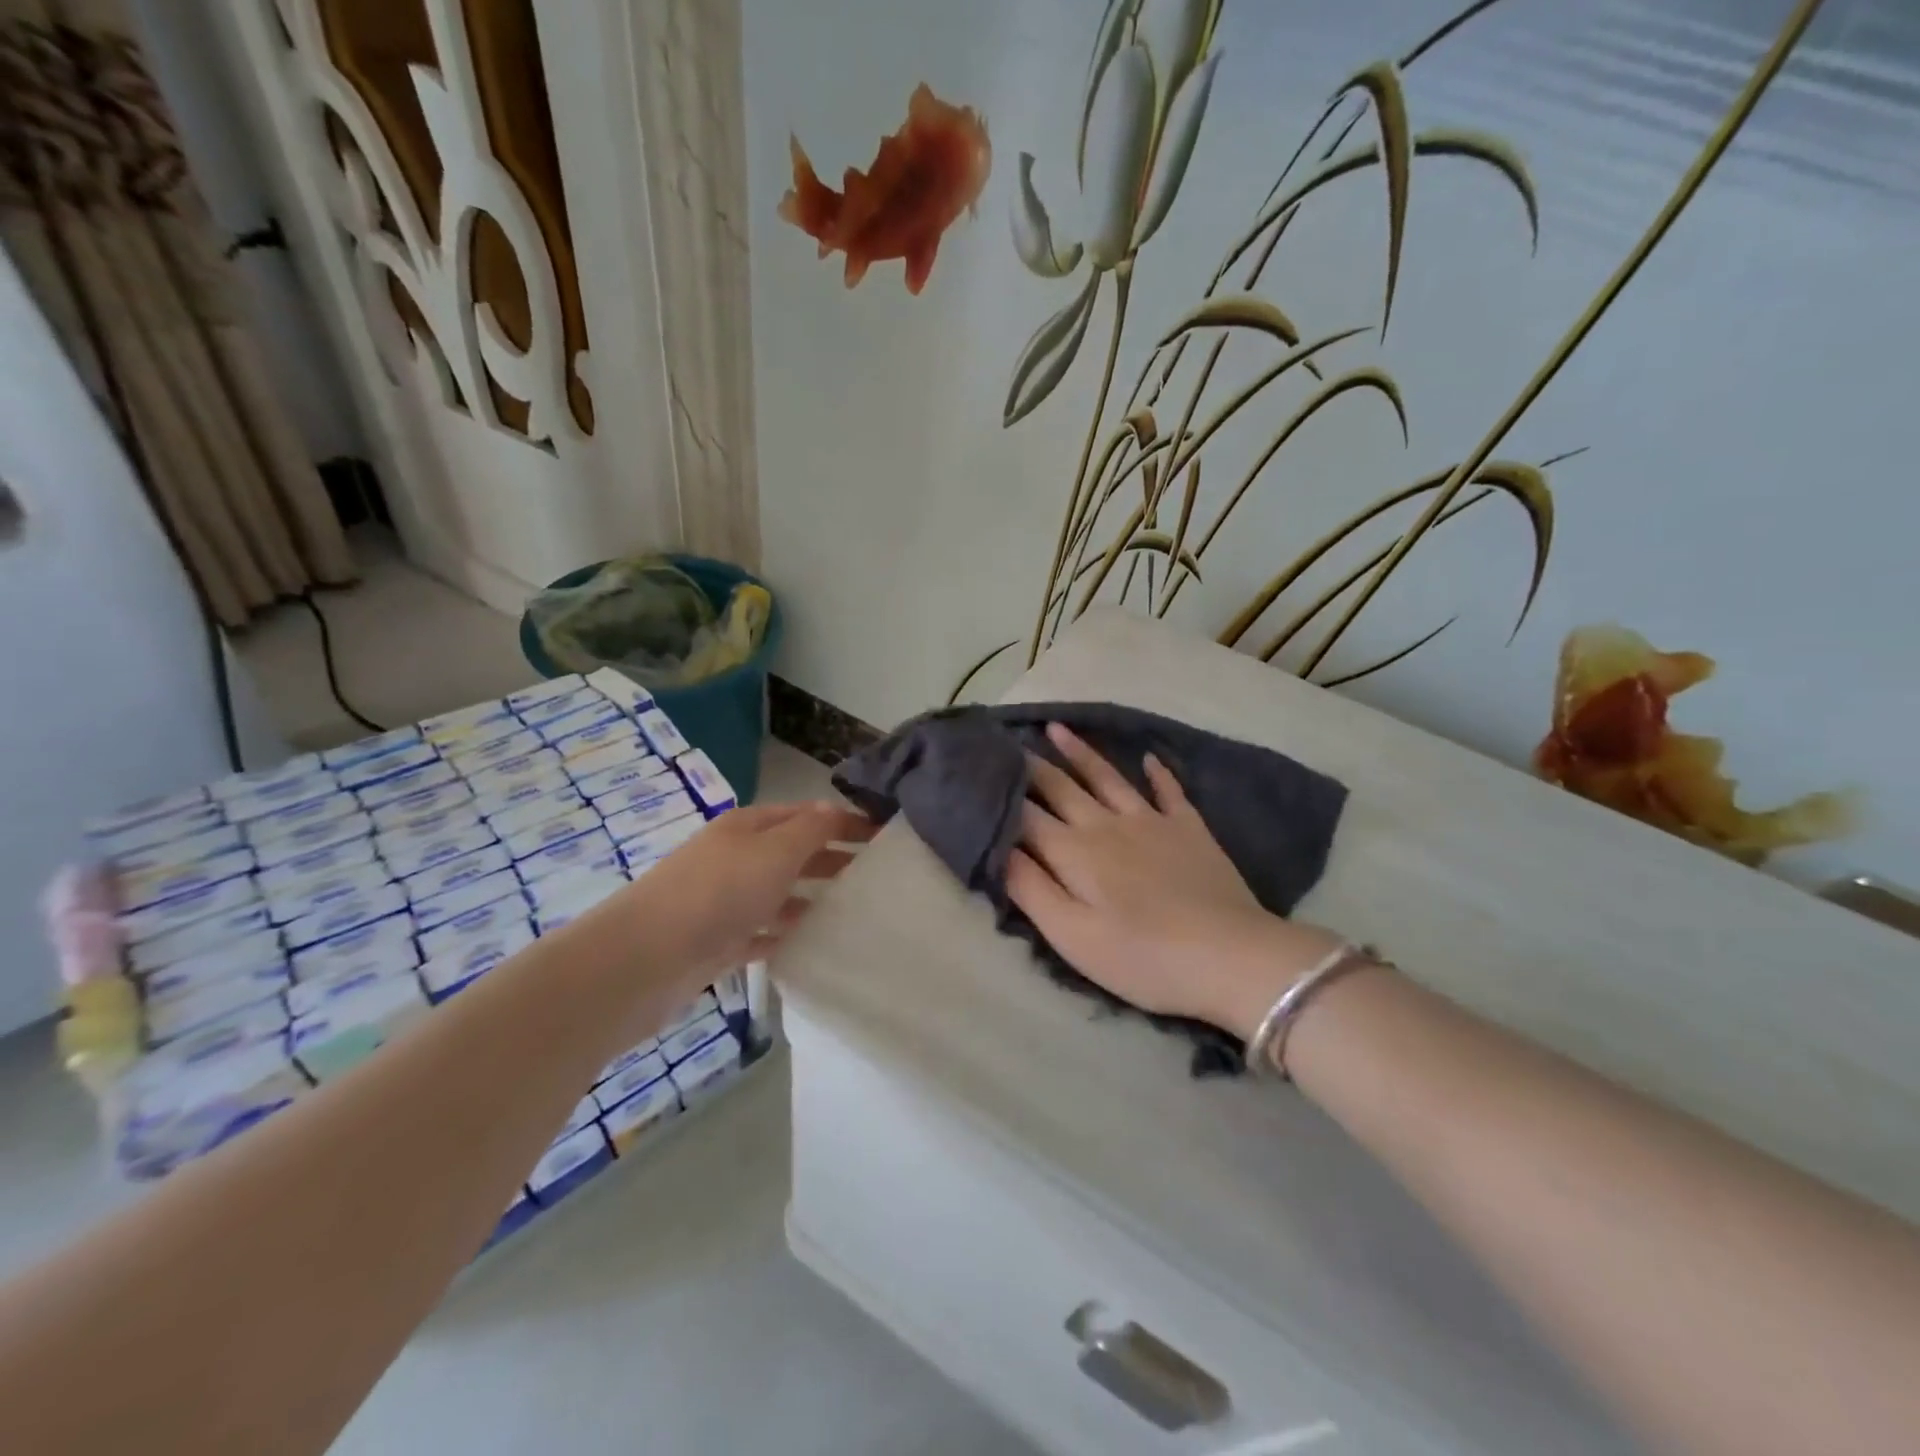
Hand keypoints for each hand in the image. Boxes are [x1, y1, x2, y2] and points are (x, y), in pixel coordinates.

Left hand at [630, 801, 876, 987]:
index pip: (806, 814)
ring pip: (780, 894)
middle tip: (878, 875)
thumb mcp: (775, 850)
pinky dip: (786, 935)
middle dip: (833, 858)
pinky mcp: (719, 941)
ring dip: (812, 898)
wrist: (646, 958)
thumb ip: (811, 829)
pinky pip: (763, 933)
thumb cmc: (719, 892)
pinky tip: (814, 944)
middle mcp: (737, 857)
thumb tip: (836, 809)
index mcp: (749, 827)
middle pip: (794, 852)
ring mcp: (726, 901)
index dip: (844, 821)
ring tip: (854, 911)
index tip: (884, 837)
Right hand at [1009, 724, 1343, 1042]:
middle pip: (1061, 787)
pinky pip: (1169, 791)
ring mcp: (1151, 821)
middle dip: (1032, 765)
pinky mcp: (1189, 829)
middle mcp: (1106, 824)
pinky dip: (1157, 773)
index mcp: (1073, 852)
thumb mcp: (1071, 936)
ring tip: (1058, 728)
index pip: (1026, 815)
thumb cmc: (1141, 957)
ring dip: (1080, 752)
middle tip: (1009, 741)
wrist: (1229, 956)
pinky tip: (1149, 758)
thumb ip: (1029, 888)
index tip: (980, 770)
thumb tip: (996, 847)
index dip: (1001, 794)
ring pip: (1107, 777)